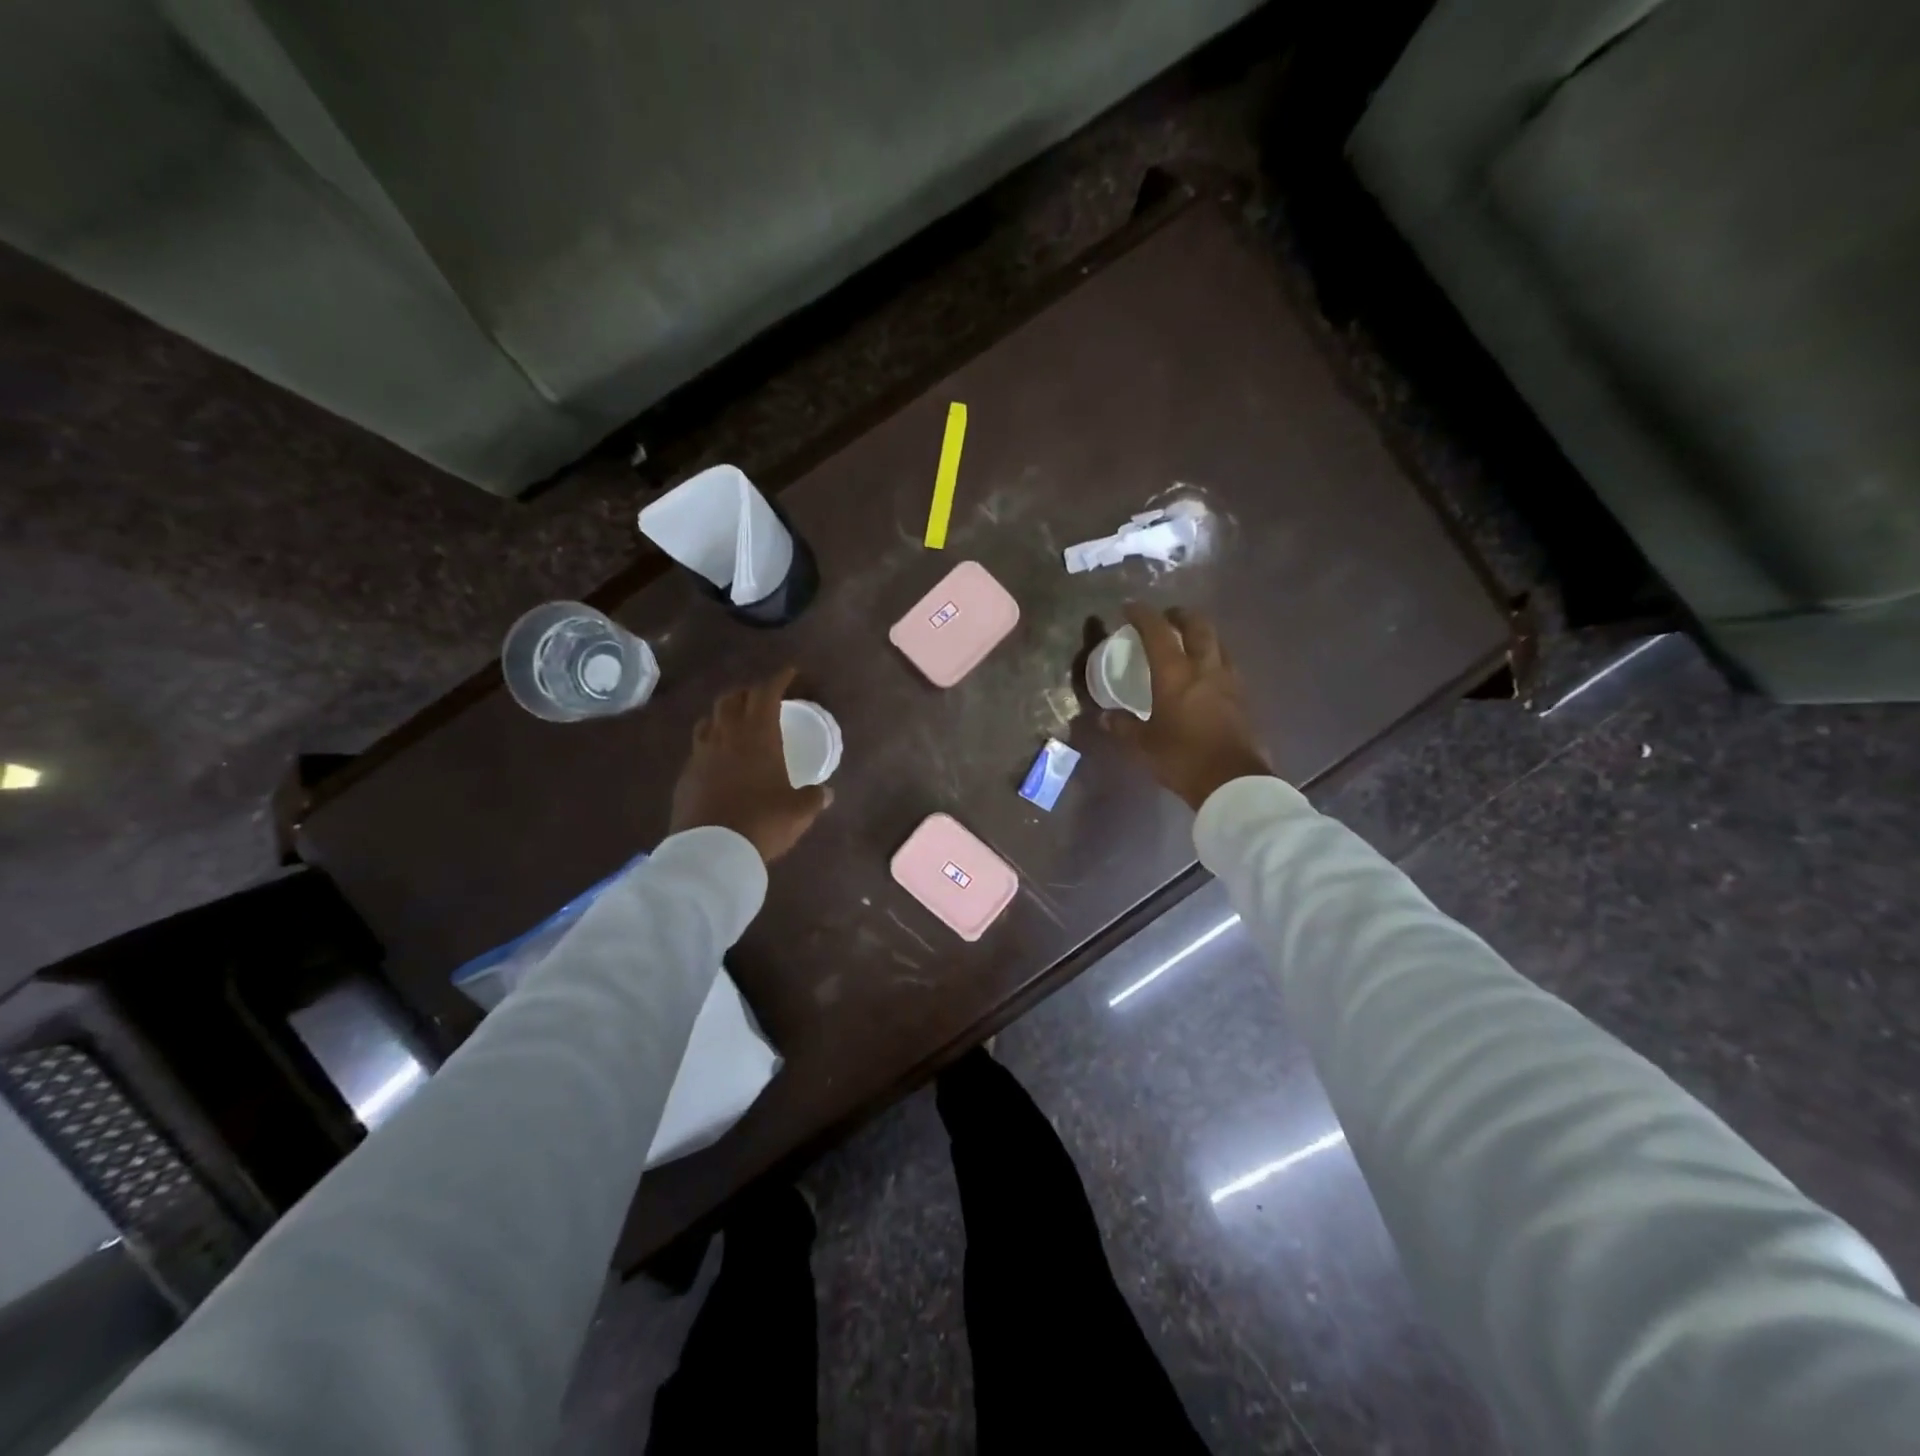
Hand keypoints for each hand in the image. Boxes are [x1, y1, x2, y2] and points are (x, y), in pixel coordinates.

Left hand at [669, 667, 831, 862]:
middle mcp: (727, 736)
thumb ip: (814, 797)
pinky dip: (711, 742)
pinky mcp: (686, 775)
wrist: (712, 851)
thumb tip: (826, 793)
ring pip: (709, 719)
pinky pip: (698, 747)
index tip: (790, 672)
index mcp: (758, 736)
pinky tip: (718, 758)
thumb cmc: (763, 822)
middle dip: (749, 692)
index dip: (778, 679)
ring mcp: (702, 754)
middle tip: (763, 698)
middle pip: (732, 699)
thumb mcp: (799, 811)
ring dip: (724, 714)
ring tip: (736, 722)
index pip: (766, 694)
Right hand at [1100, 603, 1273, 810]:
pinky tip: (1206, 674)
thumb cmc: (1182, 758)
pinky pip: (1227, 665)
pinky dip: (1213, 659)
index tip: (1129, 608)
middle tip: (1166, 618)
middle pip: (1198, 625)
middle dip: (1180, 615)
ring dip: (1202, 634)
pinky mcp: (1243, 698)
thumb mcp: (1144, 745)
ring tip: (1188, 643)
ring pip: (1218, 642)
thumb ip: (1124, 726)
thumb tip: (1105, 716)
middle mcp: (1205, 667)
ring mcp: (1229, 680)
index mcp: (1175, 673)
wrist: (1233, 782)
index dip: (1142, 614)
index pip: (1157, 630)